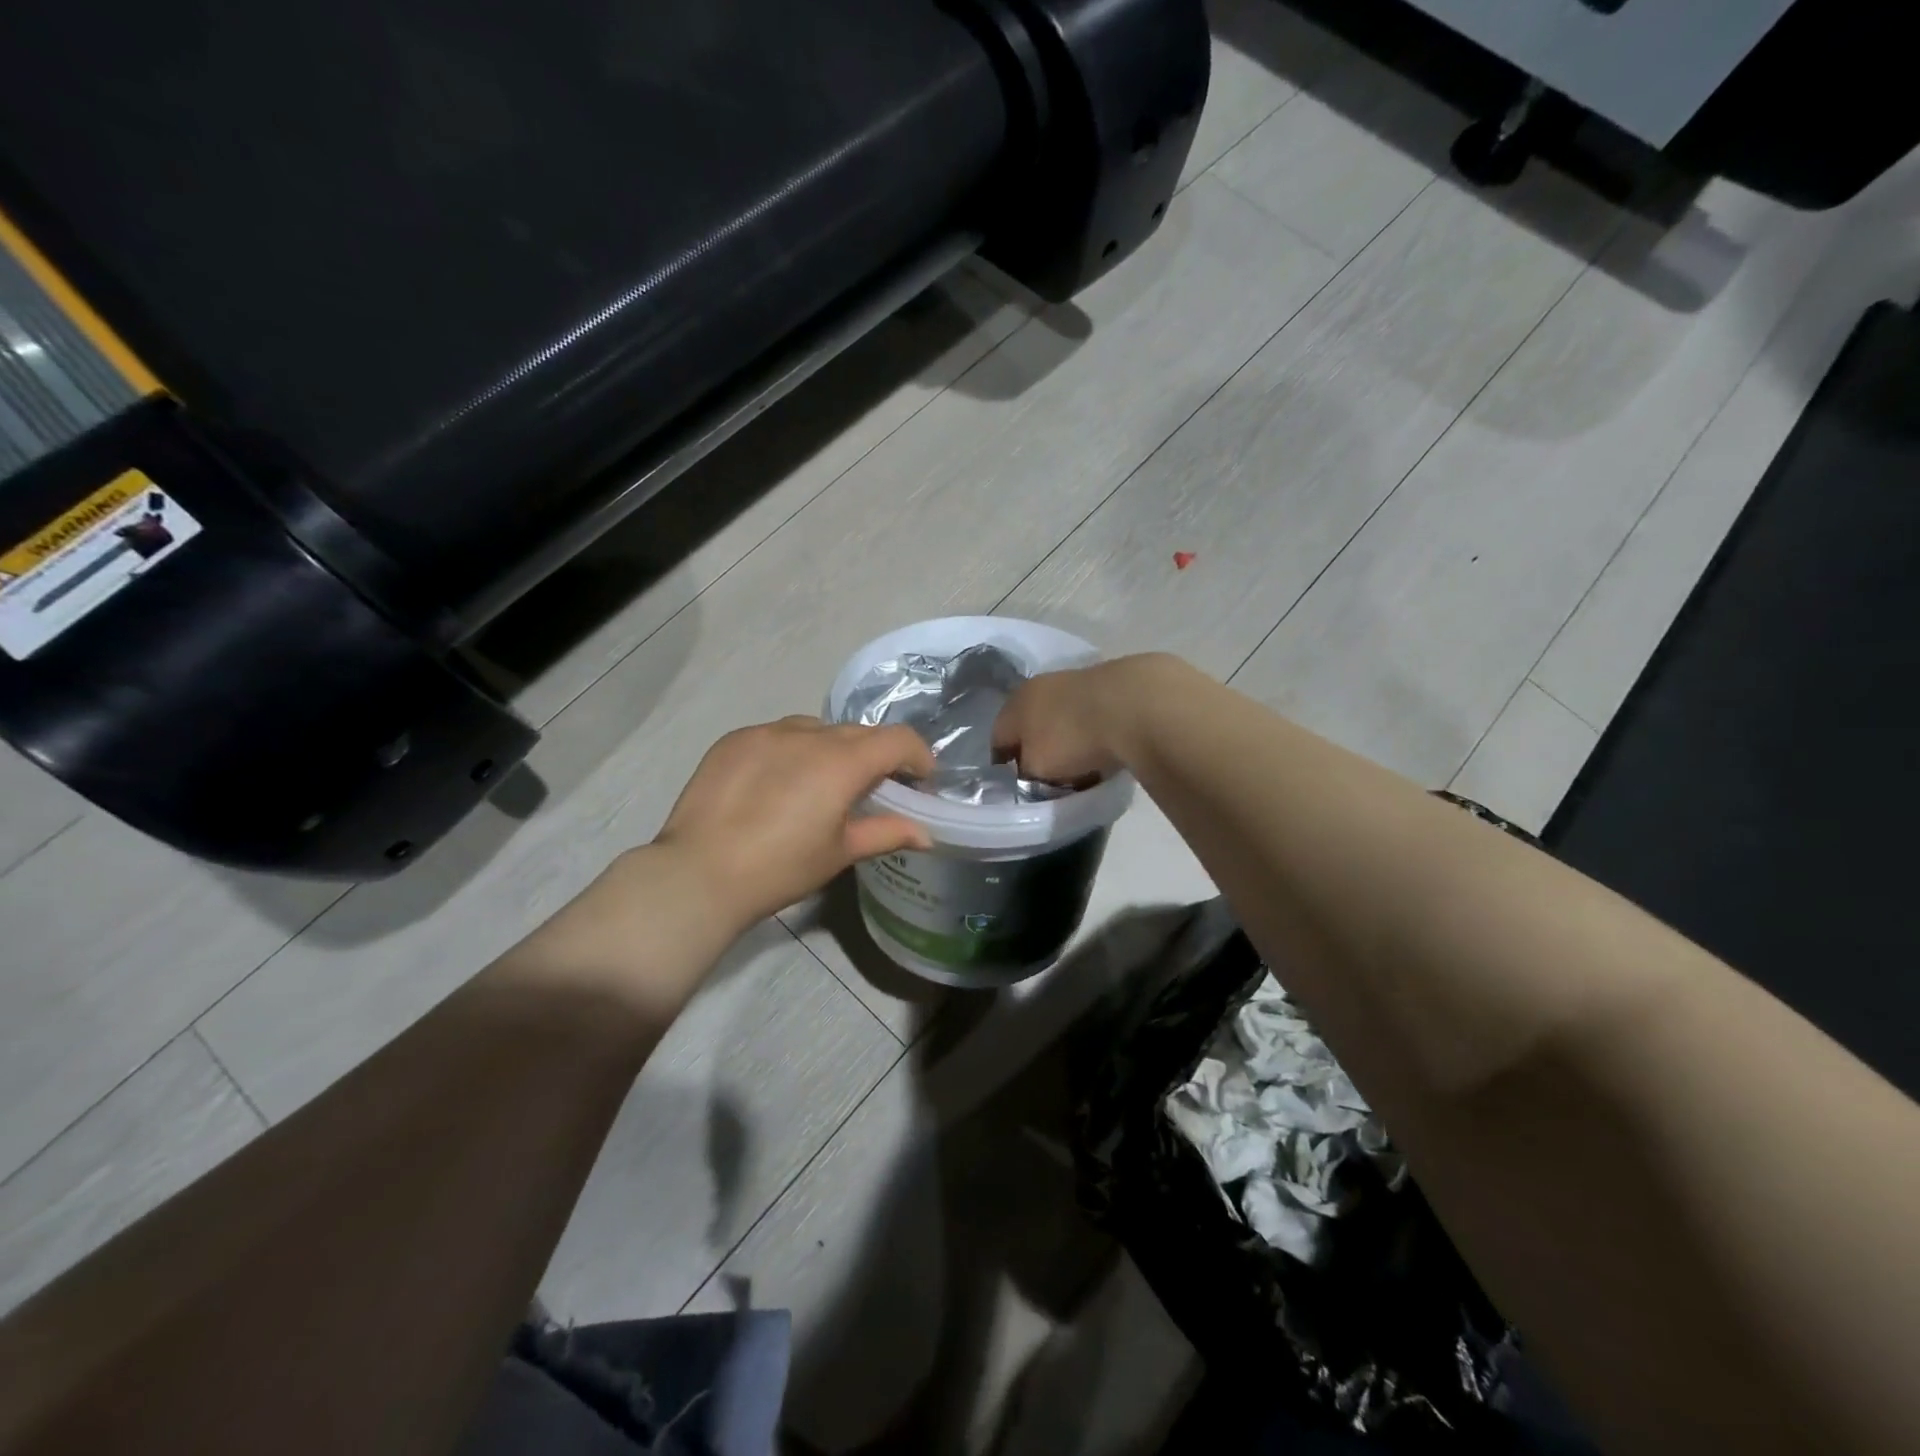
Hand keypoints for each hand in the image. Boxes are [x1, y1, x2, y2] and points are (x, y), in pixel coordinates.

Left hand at [653, 716, 936, 932]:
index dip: (918, 756)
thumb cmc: (780, 868)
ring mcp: (767, 732)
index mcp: (842, 762)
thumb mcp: (839, 853)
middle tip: (870, 789)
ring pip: (816, 729)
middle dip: (875, 755)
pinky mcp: (735, 739)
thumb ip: (886, 833)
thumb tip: (926, 835)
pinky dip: (791, 750)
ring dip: (832, 749)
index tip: (919, 781)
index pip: (898, 739)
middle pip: (859, 732)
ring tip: (819, 784)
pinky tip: (776, 783)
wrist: (698, 873)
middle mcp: (808, 735)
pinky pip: (777, 734)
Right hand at [993, 654, 1176, 782]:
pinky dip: (1093, 733)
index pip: (998, 738)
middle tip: (1048, 777)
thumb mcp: (1036, 769)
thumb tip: (1029, 773)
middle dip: (1037, 750)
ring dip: (1067, 739)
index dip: (1004, 764)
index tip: (1015, 784)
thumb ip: (1026, 773)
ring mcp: (1076, 681)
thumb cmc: (1071, 739)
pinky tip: (1106, 750)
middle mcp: (1040, 686)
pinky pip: (1092, 716)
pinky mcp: (1109, 684)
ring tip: (1081, 766)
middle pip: (1031, 725)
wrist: (1134, 705)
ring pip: (1062, 718)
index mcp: (1015, 704)